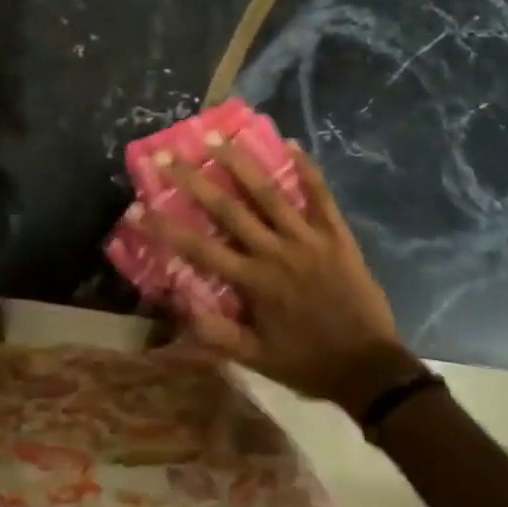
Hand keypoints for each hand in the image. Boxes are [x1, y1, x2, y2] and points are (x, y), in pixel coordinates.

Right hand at [141, 137, 425, 415]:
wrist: (370, 369)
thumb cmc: (308, 362)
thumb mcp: (257, 359)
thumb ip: (217, 333)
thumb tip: (178, 304)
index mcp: (253, 282)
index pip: (199, 249)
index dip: (165, 228)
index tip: (137, 208)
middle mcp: (275, 252)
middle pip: (228, 209)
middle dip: (194, 180)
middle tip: (169, 155)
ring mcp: (308, 239)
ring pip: (270, 193)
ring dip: (242, 163)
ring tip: (219, 137)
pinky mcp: (337, 235)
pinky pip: (321, 196)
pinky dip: (308, 169)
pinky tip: (293, 144)